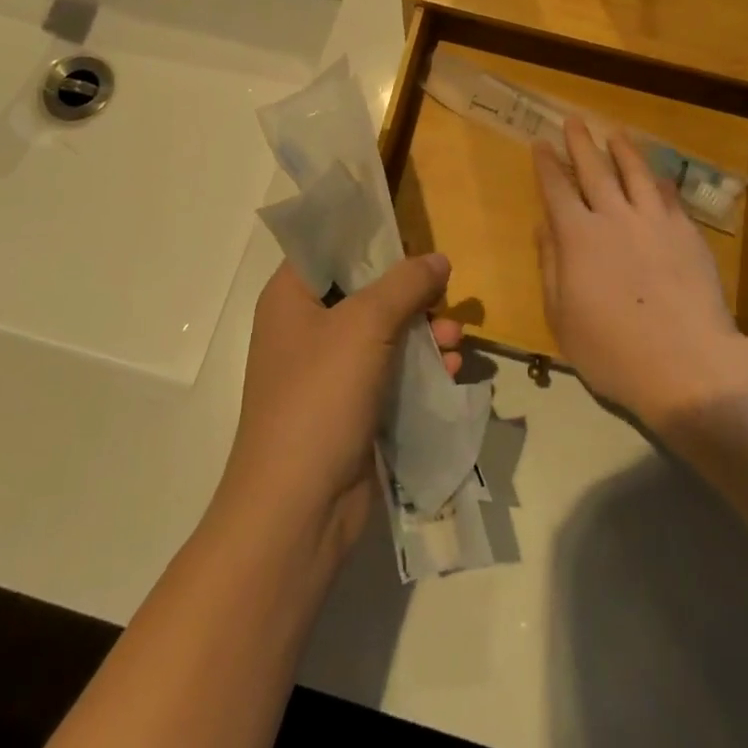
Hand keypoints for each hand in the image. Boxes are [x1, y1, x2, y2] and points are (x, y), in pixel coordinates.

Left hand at [216, 255, 463, 565]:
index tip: (412, 236)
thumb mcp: (364, 325)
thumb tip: (438, 258)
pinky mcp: (350, 409)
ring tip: (457, 337)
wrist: (296, 511)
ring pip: (384, 333)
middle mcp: (306, 328)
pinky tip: (452, 371)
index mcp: (291, 297)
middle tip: (445, 292)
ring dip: (423, 332)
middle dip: (411, 292)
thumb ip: (405, 284)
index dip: (369, 237)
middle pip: (365, 290)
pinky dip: (420, 368)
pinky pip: (391, 372)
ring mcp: (328, 372)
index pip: (328, 246)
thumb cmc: (320, 397)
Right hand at [534, 119, 747, 426]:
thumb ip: (551, 267)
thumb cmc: (613, 350)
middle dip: (580, 143)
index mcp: (577, 237)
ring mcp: (654, 221)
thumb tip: (544, 227)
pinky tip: (658, 175)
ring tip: (615, 133)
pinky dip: (660, 181)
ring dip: (623, 150)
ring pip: (635, 173)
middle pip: (594, 170)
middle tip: (574, 120)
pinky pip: (670, 196)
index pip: (556, 189)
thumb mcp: (562, 317)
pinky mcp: (686, 233)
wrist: (687, 364)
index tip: (541, 143)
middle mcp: (614, 217)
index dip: (546, 164)